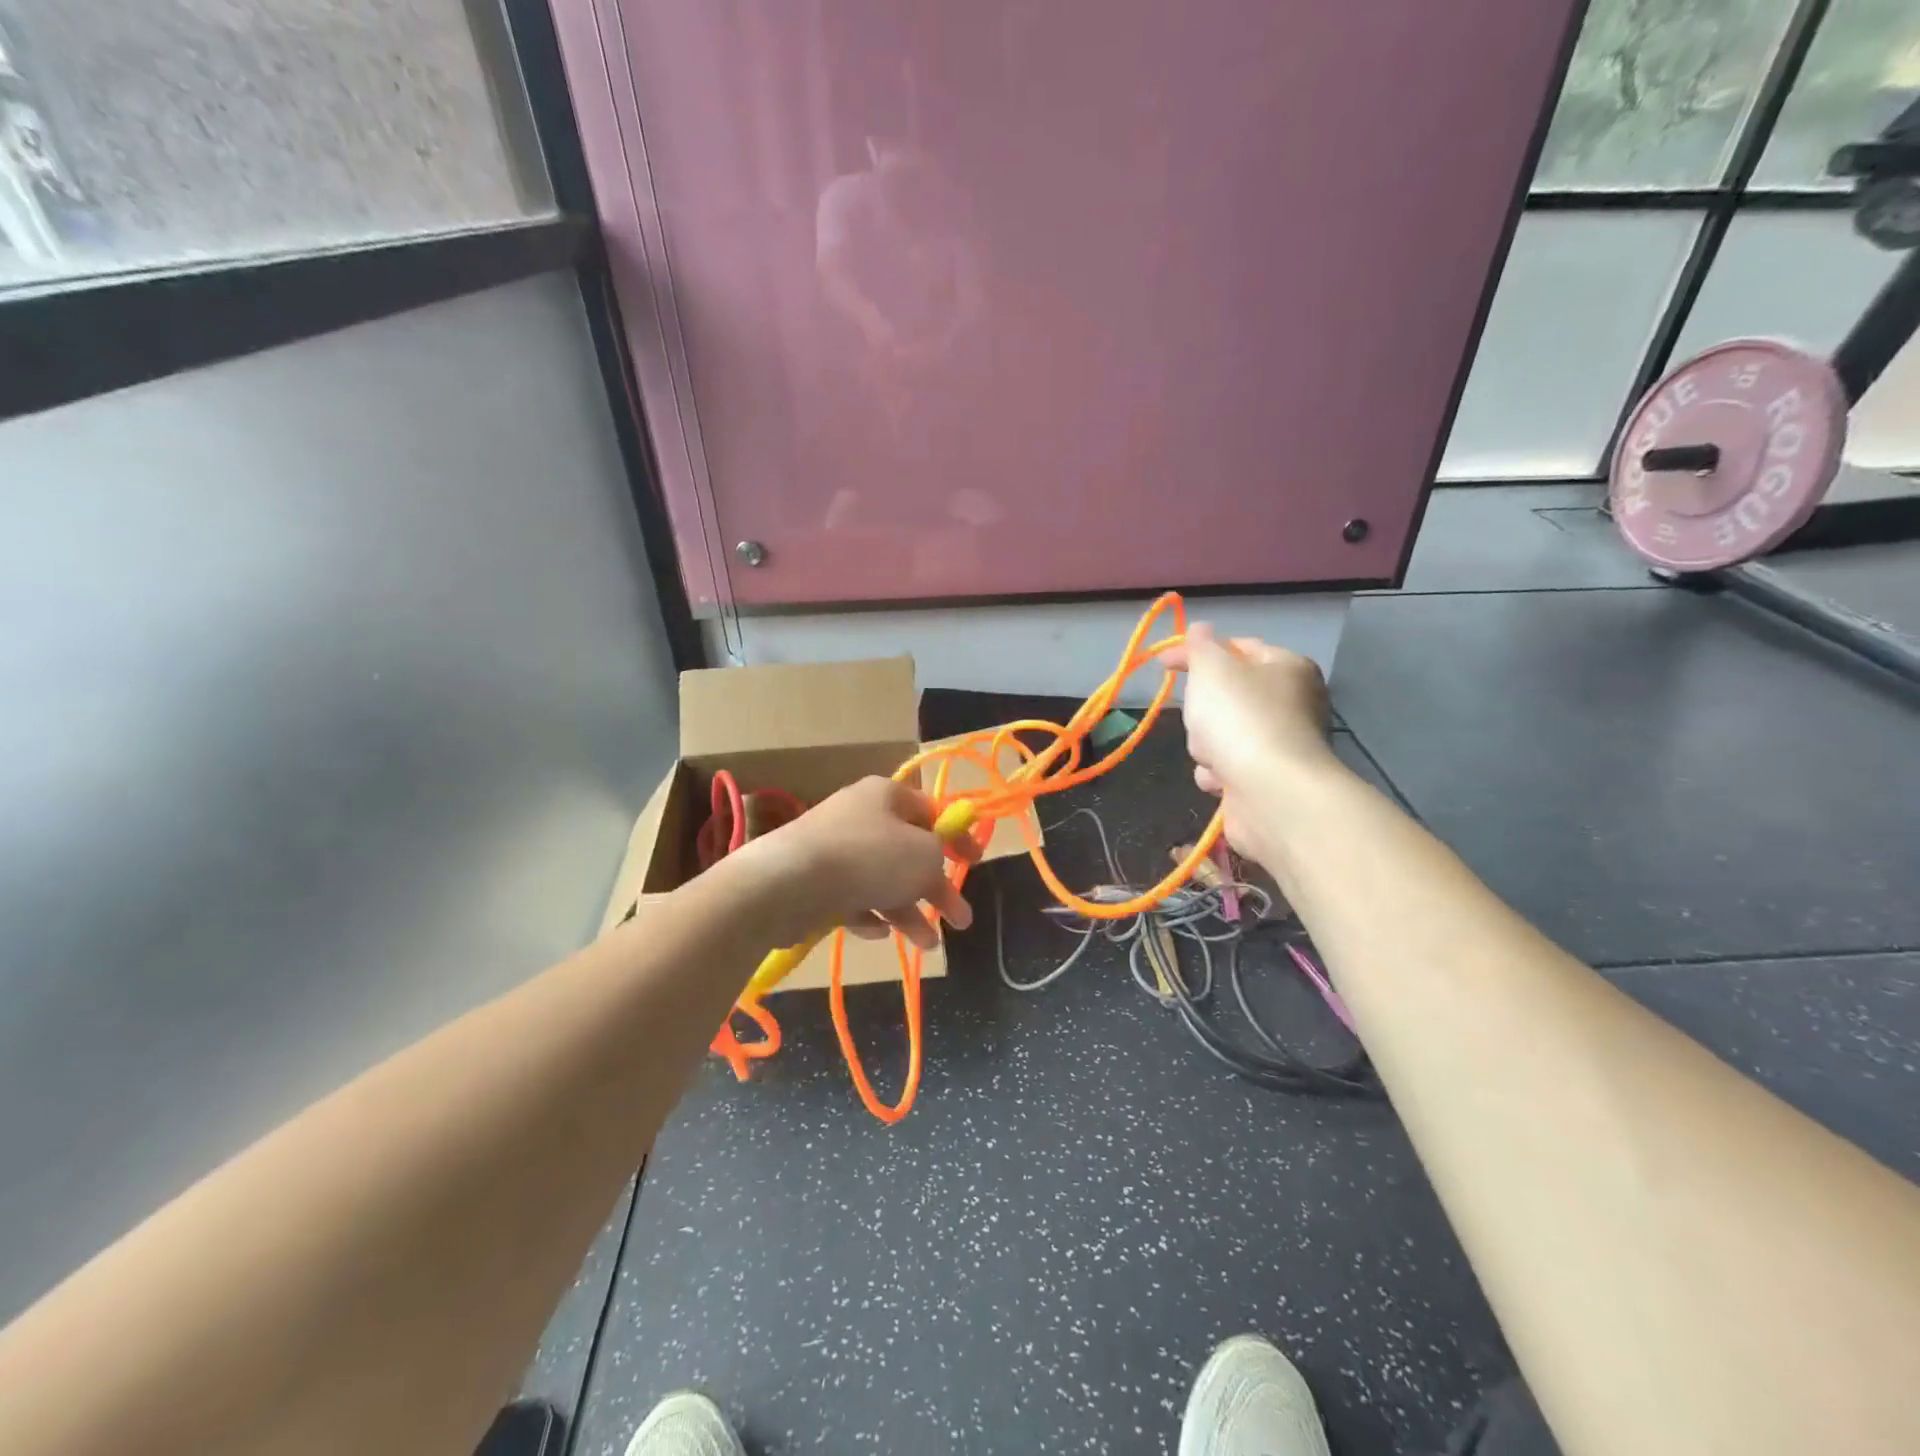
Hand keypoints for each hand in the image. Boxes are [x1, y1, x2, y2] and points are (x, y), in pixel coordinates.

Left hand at [742, 777, 977, 949]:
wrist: (788, 883)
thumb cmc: (869, 858)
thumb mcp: (924, 855)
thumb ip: (940, 856)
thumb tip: (932, 862)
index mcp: (887, 796)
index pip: (932, 811)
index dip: (958, 837)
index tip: (975, 863)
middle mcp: (861, 816)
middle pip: (908, 852)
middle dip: (936, 889)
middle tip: (959, 920)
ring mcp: (835, 848)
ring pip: (882, 880)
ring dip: (908, 911)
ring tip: (928, 945)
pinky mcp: (814, 880)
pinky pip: (852, 896)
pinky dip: (869, 914)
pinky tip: (877, 934)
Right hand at [1162, 623, 1336, 868]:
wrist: (1270, 792)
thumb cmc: (1241, 718)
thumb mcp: (1212, 668)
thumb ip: (1200, 646)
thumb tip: (1199, 629)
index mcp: (1287, 667)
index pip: (1238, 647)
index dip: (1198, 651)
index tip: (1163, 663)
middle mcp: (1292, 703)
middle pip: (1226, 696)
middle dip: (1204, 710)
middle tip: (1200, 715)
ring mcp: (1280, 744)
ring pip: (1220, 734)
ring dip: (1206, 745)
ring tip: (1214, 754)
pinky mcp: (1268, 780)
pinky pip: (1227, 768)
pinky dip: (1217, 774)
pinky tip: (1221, 780)